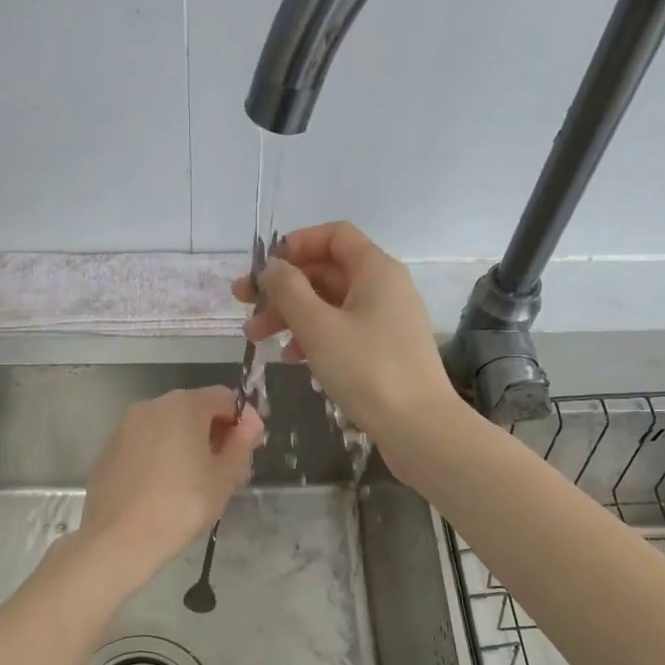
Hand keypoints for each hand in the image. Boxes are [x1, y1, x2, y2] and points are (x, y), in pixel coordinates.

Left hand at [78, 387, 263, 575]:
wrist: (119, 539)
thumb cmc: (181, 505)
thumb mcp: (224, 477)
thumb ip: (241, 443)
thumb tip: (250, 423)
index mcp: (184, 405)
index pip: (224, 398)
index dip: (243, 420)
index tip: (250, 449)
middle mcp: (151, 406)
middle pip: (194, 409)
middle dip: (215, 432)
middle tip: (228, 469)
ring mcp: (125, 427)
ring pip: (167, 426)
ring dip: (187, 444)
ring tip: (197, 481)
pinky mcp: (109, 450)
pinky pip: (145, 443)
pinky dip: (161, 455)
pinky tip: (164, 488)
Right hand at [234, 221, 459, 442]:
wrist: (419, 428)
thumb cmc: (367, 370)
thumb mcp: (318, 327)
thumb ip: (288, 290)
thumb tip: (272, 267)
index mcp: (376, 270)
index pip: (334, 235)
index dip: (296, 245)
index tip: (265, 269)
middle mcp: (384, 287)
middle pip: (327, 271)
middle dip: (284, 287)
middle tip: (245, 306)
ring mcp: (386, 320)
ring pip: (331, 303)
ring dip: (292, 315)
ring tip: (258, 338)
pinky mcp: (384, 350)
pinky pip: (343, 329)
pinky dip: (314, 336)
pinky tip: (292, 358)